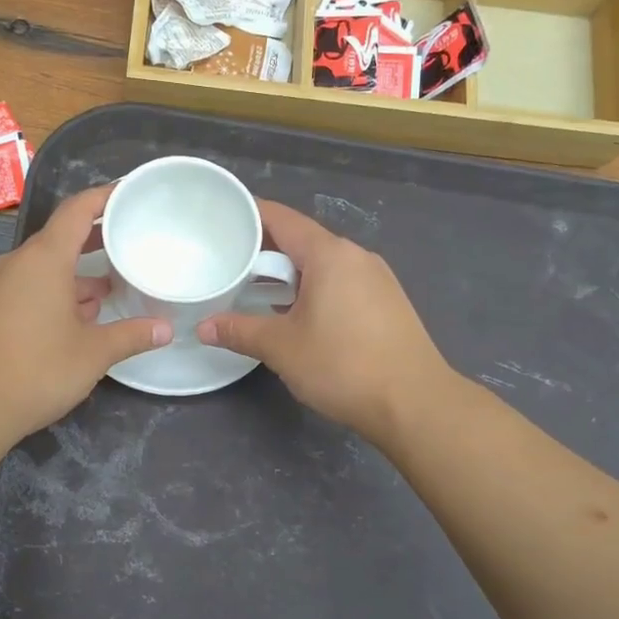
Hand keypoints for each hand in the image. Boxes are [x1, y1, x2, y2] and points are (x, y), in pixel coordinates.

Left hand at [0, 185, 170, 444]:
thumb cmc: (35, 370)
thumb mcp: (93, 354)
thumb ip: (131, 336)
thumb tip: (166, 329)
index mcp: (43, 259)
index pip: (77, 210)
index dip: (105, 197)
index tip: (129, 193)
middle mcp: (16, 264)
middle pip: (59, 239)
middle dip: (94, 241)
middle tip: (128, 244)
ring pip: (42, 269)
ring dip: (74, 276)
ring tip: (108, 290)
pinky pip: (26, 289)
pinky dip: (53, 294)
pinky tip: (73, 320)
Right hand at [197, 200, 453, 444]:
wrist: (415, 403)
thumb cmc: (343, 366)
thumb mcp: (282, 348)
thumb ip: (240, 331)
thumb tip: (204, 328)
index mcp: (329, 254)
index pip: (282, 219)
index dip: (250, 215)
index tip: (222, 219)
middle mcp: (356, 256)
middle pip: (303, 240)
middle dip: (266, 251)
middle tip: (230, 264)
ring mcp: (377, 279)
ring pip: (324, 265)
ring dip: (291, 274)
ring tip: (257, 291)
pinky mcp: (388, 303)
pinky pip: (342, 283)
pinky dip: (315, 289)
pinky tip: (299, 314)